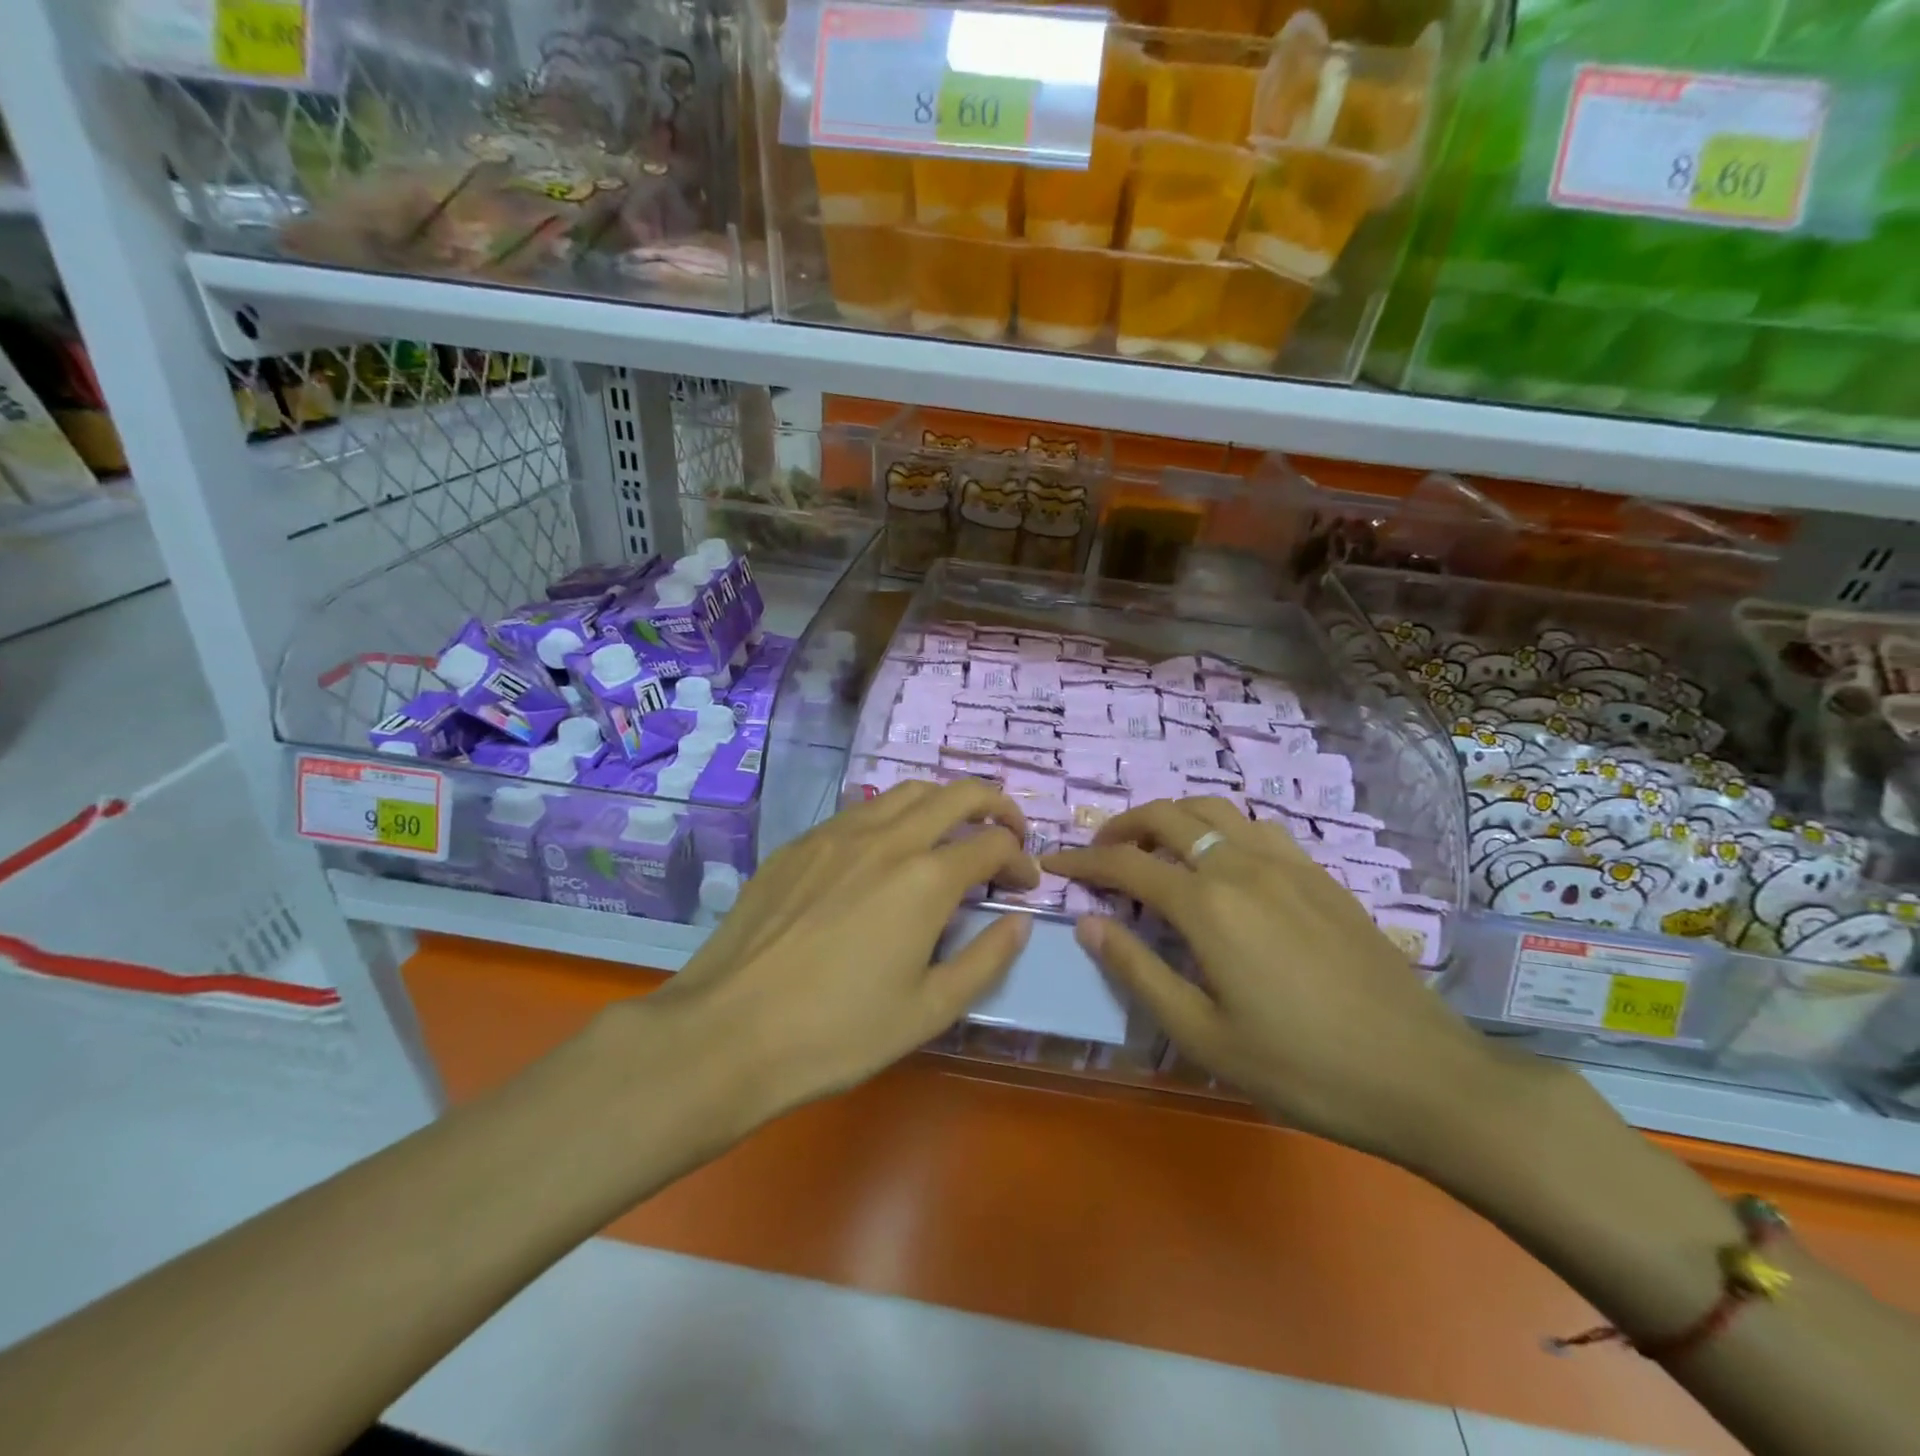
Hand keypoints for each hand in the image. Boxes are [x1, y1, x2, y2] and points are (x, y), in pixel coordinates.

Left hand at [646, 779, 1039, 1119]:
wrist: (729, 1031)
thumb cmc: (838, 1032)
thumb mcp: (929, 1011)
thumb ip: (986, 959)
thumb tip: (1020, 922)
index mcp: (925, 878)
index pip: (993, 843)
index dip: (1020, 860)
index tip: (1024, 886)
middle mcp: (886, 838)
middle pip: (957, 794)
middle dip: (995, 805)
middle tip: (1007, 834)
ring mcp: (837, 833)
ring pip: (906, 792)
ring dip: (943, 804)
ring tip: (950, 837)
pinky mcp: (800, 843)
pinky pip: (860, 811)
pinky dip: (892, 818)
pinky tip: (884, 855)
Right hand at [1045, 798, 1503, 1164]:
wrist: (1420, 1074)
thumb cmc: (1301, 1067)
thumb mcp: (1202, 1036)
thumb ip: (1137, 971)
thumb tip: (1087, 923)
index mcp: (1207, 905)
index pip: (1126, 863)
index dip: (1082, 861)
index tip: (1052, 864)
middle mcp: (1241, 866)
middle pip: (1167, 817)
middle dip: (1121, 826)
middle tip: (1098, 854)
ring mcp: (1286, 863)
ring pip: (1213, 811)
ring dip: (1171, 819)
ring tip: (1153, 849)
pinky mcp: (1320, 874)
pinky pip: (1255, 827)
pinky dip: (1219, 828)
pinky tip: (1221, 862)